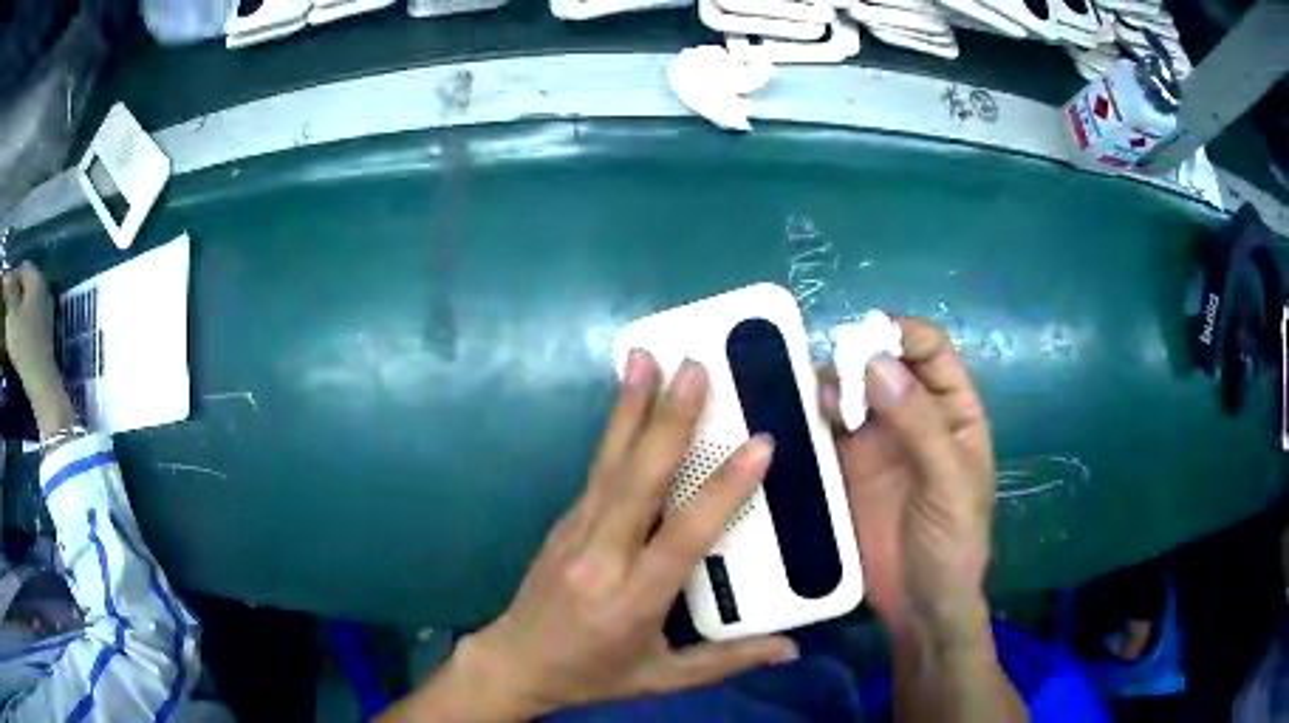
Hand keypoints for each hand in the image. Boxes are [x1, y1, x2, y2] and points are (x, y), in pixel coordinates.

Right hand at [1, 262, 75, 437]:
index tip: (5, 294)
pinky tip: (17, 339)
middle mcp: (44, 289)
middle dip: (14, 295)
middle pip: (25, 285)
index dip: (12, 278)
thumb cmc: (22, 341)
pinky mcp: (45, 334)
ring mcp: (46, 311)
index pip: (22, 267)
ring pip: (27, 303)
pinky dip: (23, 325)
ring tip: (9, 326)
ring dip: (18, 311)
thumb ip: (9, 288)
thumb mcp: (11, 310)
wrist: (39, 377)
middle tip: (6, 311)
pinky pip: (31, 322)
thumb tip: (6, 274)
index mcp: (36, 279)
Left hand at [387, 353, 796, 721]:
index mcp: (633, 599)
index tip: (759, 444)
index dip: (722, 490)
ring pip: (610, 464)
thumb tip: (790, 649)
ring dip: (630, 408)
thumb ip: (727, 660)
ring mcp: (575, 532)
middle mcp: (601, 556)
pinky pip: (596, 471)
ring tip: (646, 358)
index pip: (684, 536)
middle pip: (638, 481)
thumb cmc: (595, 673)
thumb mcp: (664, 678)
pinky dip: (615, 431)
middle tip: (693, 368)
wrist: (515, 663)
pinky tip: (627, 401)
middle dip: (668, 421)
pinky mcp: (563, 521)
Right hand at [821, 318, 994, 642]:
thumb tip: (877, 363)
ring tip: (814, 407)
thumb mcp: (948, 483)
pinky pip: (824, 430)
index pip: (929, 349)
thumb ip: (919, 424)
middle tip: (834, 383)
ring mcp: (876, 442)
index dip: (902, 335)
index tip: (866, 341)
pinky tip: (795, 422)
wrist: (918, 606)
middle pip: (882, 363)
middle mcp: (913, 415)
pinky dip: (809, 419)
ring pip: (849, 392)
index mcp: (951, 411)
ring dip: (830, 387)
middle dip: (857, 359)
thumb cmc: (952, 543)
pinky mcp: (844, 468)